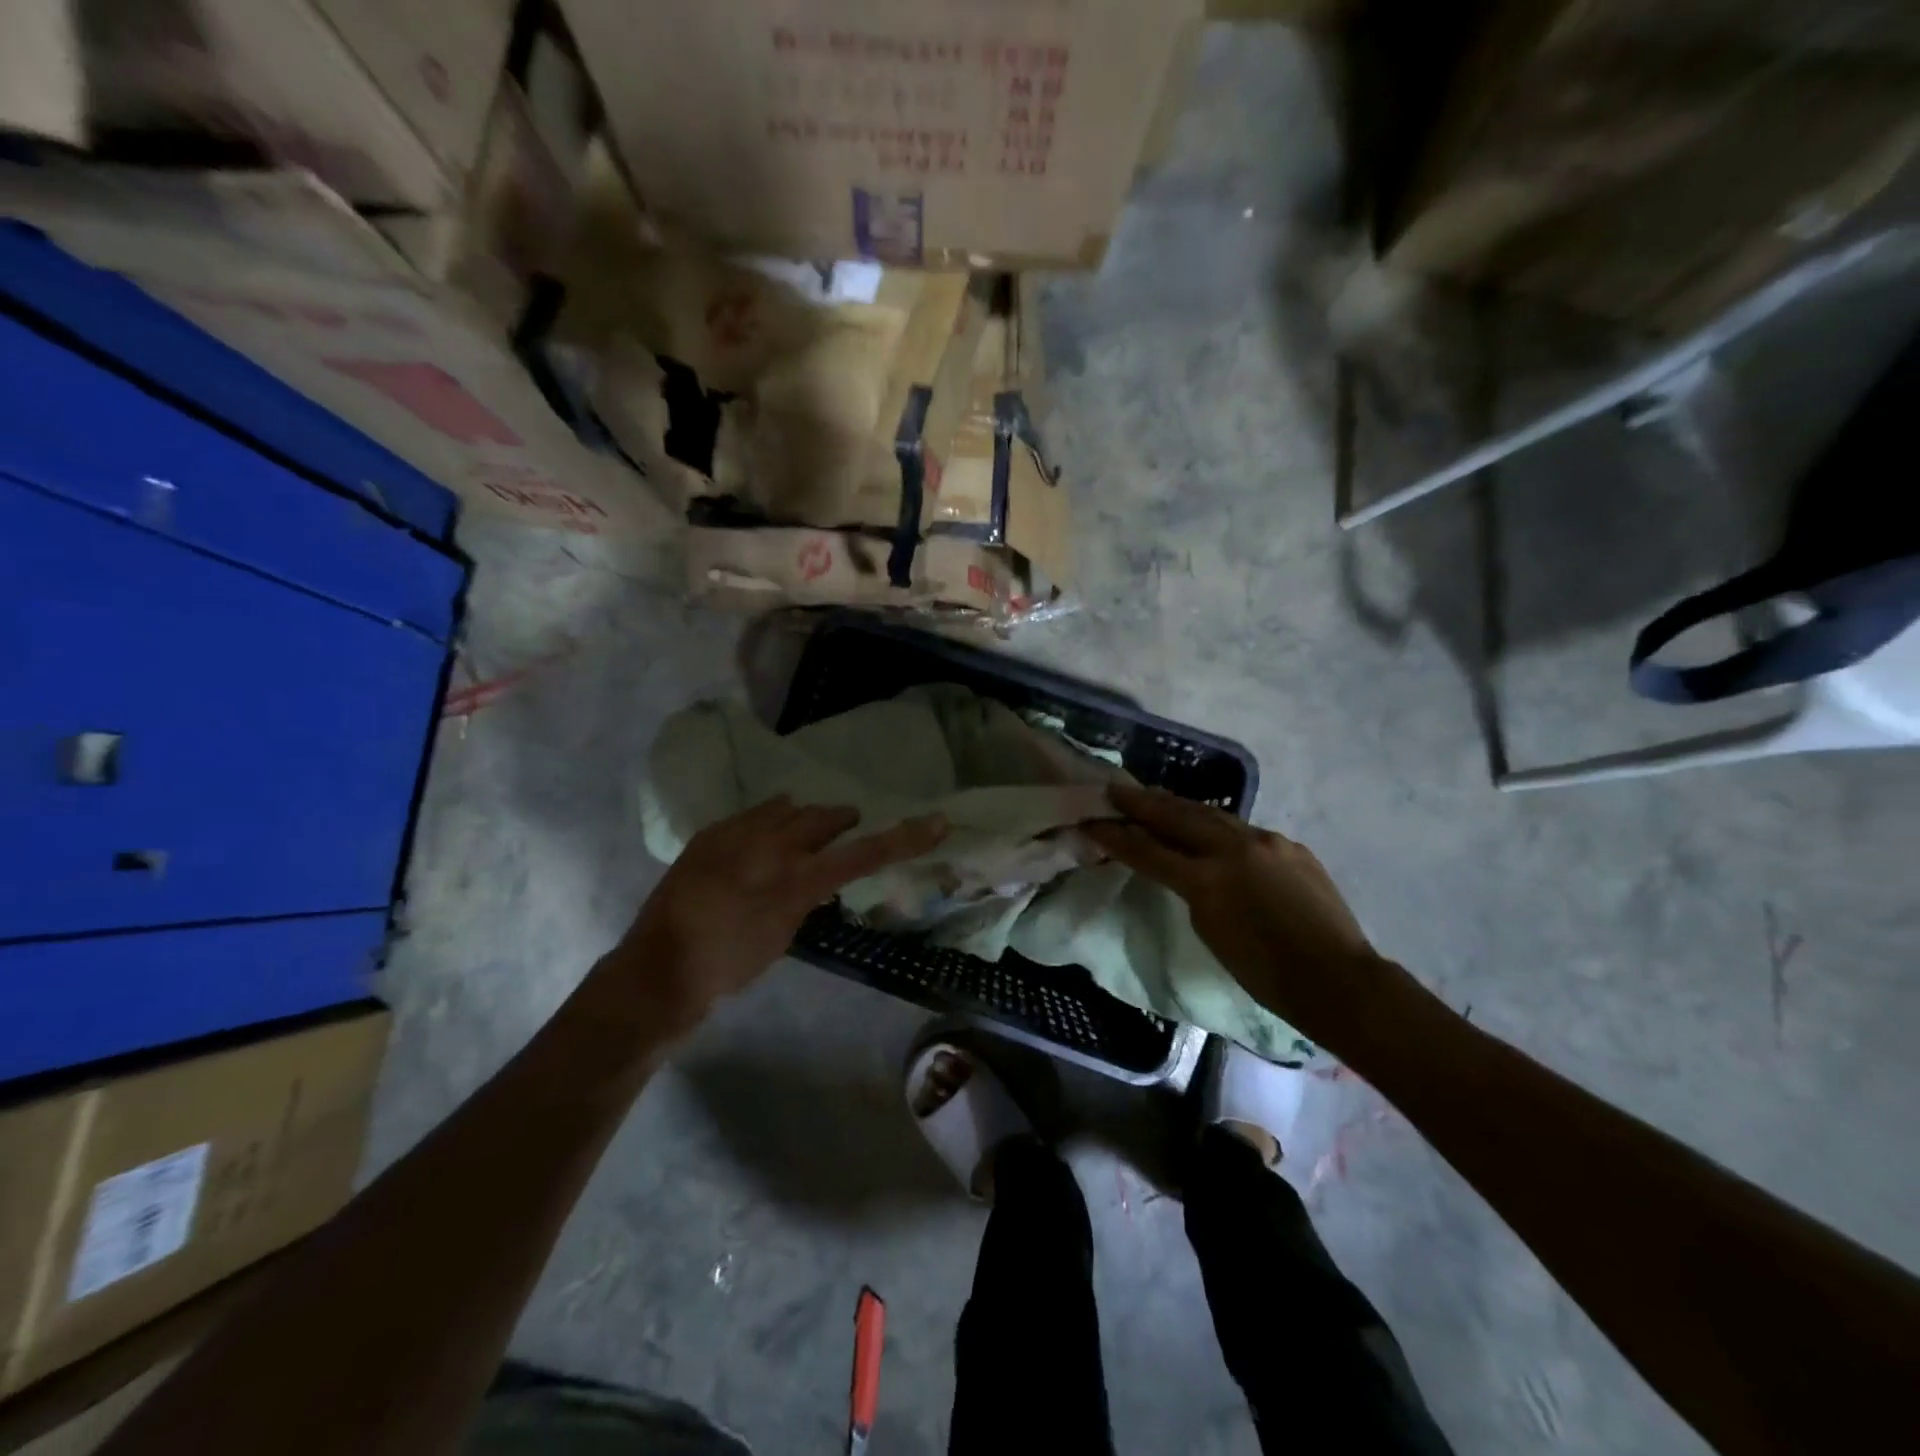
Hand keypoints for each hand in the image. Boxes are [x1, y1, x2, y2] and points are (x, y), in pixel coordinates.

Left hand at [609, 797, 946, 1035]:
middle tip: (849, 825)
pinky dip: (768, 820)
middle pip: (823, 817)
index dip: (903, 838)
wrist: (660, 971)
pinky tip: (764, 831)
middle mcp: (770, 847)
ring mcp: (736, 835)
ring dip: (803, 817)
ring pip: (786, 809)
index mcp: (796, 880)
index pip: (862, 853)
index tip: (936, 821)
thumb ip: (805, 898)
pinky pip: (751, 814)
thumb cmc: (730, 967)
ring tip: (807, 828)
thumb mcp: (782, 936)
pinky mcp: (709, 834)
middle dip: (841, 820)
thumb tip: (818, 877)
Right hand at [1084, 784, 1411, 1045]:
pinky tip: (1208, 825)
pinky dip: (1216, 825)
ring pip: (1211, 815)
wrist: (1337, 979)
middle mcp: (1234, 849)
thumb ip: (1192, 892)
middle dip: (1143, 804)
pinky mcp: (1289, 845)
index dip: (1117, 836)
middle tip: (1117, 790)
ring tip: (1154, 797)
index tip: (1093, 821)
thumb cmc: (1266, 974)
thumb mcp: (1211, 932)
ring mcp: (1266, 841)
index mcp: (1208, 880)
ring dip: (1178, 806)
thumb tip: (1186, 869)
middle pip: (1178, 817)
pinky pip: (1243, 829)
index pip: (1150, 850)